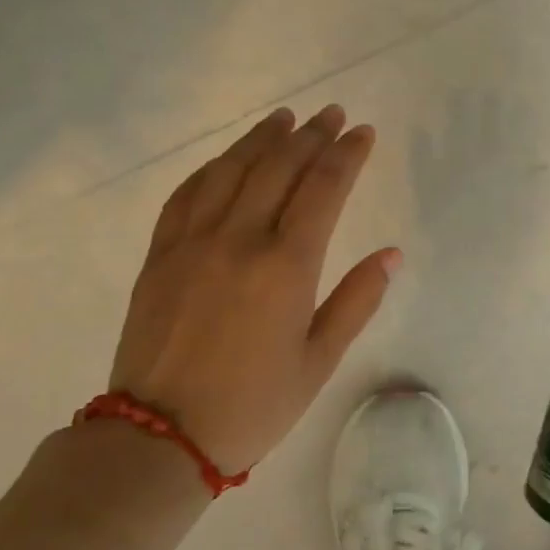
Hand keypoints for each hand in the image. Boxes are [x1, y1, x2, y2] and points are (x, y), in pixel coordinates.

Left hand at [109, 105, 399, 474]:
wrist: (160, 436)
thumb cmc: (253, 405)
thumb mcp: (319, 360)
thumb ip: (356, 300)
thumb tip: (390, 254)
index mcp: (286, 266)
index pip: (323, 189)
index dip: (347, 155)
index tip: (363, 131)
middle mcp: (239, 239)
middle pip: (279, 168)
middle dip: (311, 136)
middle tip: (332, 113)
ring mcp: (192, 242)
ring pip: (231, 170)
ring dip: (262, 139)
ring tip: (285, 118)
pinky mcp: (159, 255)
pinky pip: (187, 194)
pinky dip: (213, 168)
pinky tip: (228, 158)